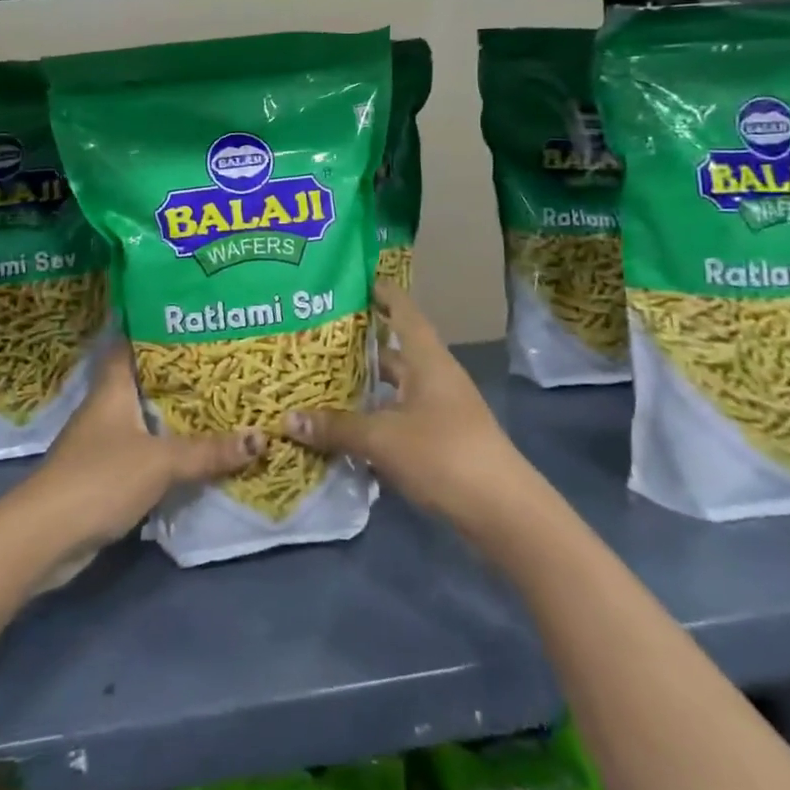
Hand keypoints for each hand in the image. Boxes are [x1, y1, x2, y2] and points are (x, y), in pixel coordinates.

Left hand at [16, 340, 263, 580]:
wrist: (44, 538)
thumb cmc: (100, 479)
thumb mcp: (161, 462)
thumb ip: (208, 451)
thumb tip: (260, 437)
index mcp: (112, 389)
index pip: (130, 344)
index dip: (154, 328)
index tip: (188, 318)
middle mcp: (105, 409)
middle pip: (143, 381)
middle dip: (178, 374)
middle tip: (220, 362)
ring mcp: (101, 443)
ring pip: (144, 418)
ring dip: (173, 414)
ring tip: (217, 401)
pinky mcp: (103, 475)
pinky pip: (142, 451)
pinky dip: (165, 448)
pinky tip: (193, 450)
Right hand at [287, 281, 529, 529]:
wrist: (502, 511)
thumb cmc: (443, 454)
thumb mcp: (383, 439)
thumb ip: (336, 427)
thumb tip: (287, 418)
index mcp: (427, 359)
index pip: (403, 310)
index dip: (381, 292)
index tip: (352, 278)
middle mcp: (435, 376)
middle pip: (395, 349)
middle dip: (360, 343)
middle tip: (318, 335)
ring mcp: (441, 408)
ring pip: (396, 386)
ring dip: (366, 384)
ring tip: (323, 379)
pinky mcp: (441, 438)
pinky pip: (400, 415)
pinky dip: (375, 416)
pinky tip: (346, 426)